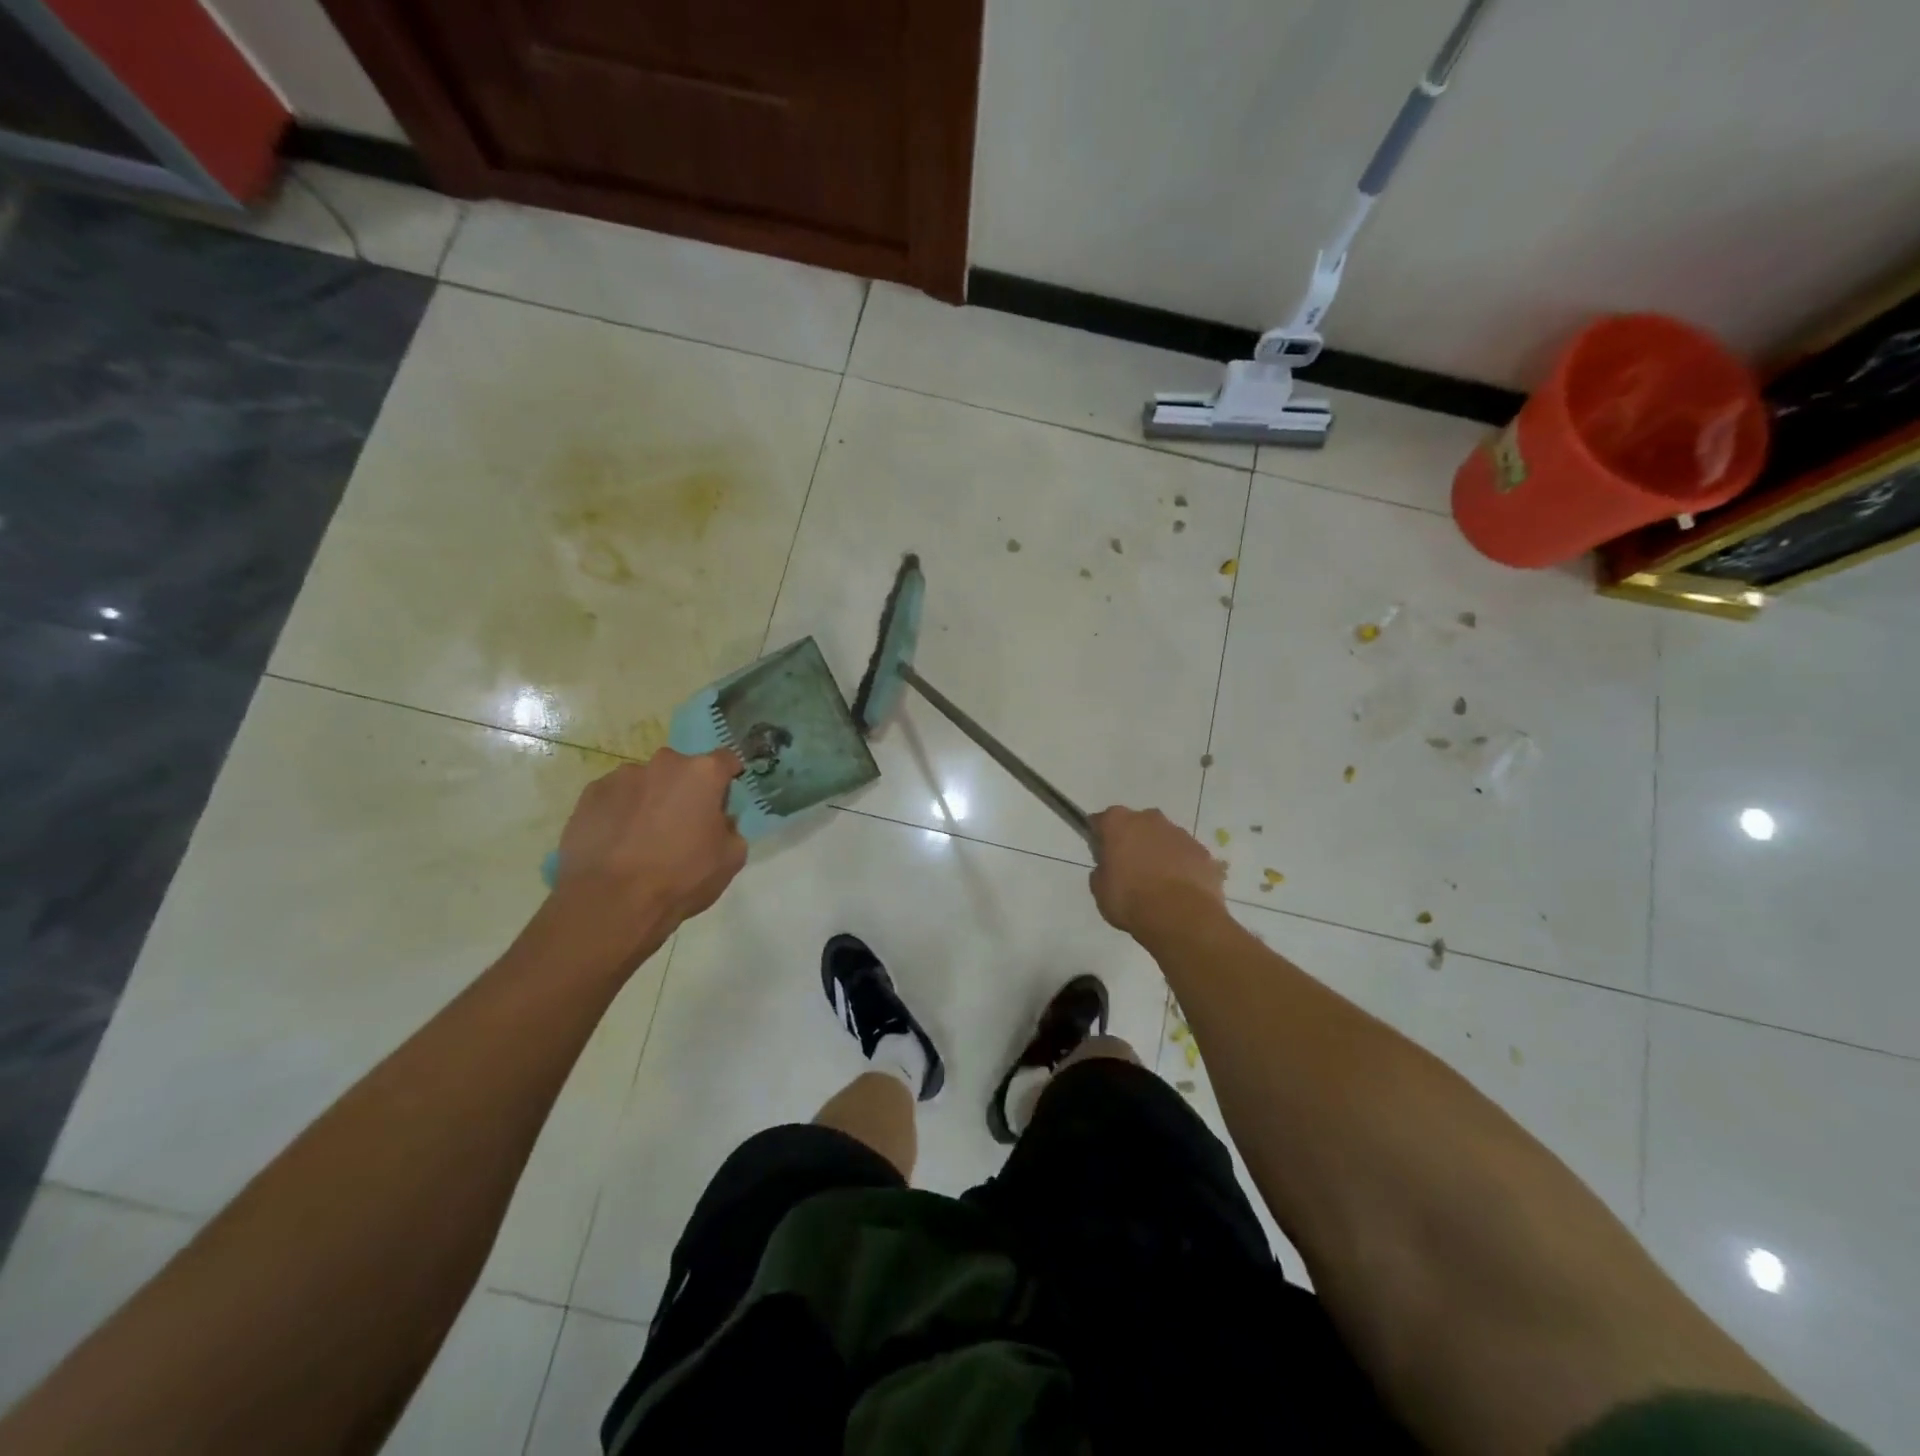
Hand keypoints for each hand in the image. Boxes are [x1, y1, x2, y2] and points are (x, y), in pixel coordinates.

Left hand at [553, 748, 747, 933]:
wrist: (611, 902)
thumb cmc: (681, 877)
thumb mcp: (731, 859)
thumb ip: (731, 828)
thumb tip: (720, 821)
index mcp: (703, 773)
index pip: (726, 759)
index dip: (728, 778)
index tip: (723, 799)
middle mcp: (663, 764)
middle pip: (682, 769)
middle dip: (685, 790)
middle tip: (682, 825)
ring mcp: (622, 776)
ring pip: (646, 782)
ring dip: (650, 800)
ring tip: (643, 838)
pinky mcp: (590, 794)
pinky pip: (615, 797)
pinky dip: (620, 812)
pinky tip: (618, 843)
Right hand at [1088, 806, 1225, 937]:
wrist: (1181, 917)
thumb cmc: (1131, 900)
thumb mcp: (1100, 890)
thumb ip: (1102, 871)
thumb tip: (1109, 868)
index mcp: (1118, 823)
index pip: (1101, 821)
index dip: (1100, 837)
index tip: (1101, 855)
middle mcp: (1149, 819)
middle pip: (1136, 824)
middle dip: (1132, 840)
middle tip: (1129, 869)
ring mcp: (1180, 833)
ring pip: (1164, 838)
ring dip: (1158, 852)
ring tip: (1158, 883)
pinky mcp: (1203, 851)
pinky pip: (1186, 854)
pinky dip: (1181, 866)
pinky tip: (1179, 890)